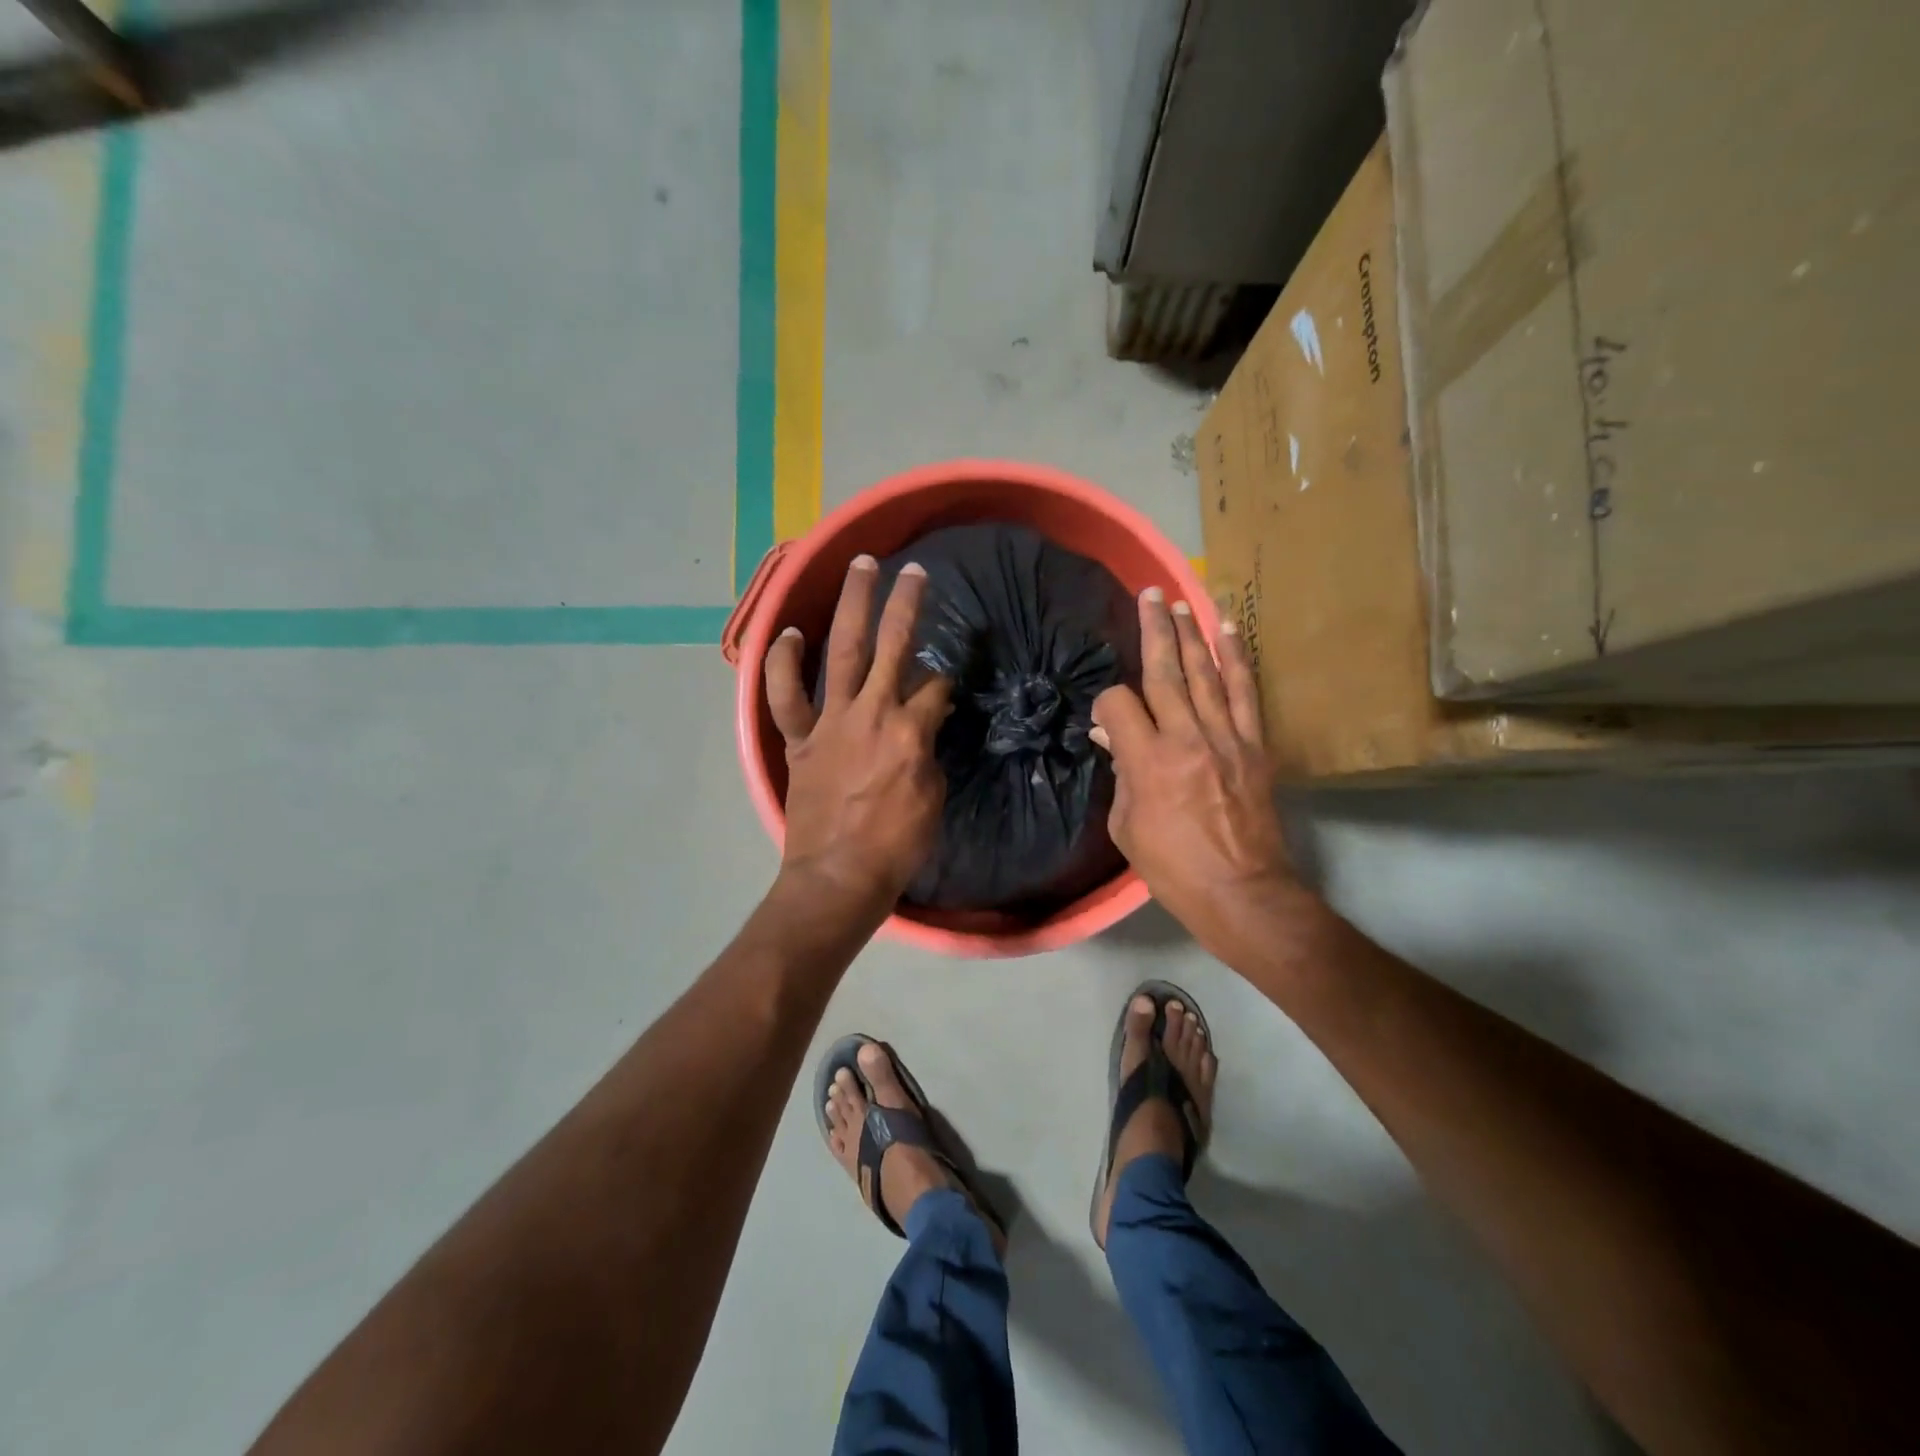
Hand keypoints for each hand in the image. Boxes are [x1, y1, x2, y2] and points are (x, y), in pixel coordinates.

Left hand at [764, 555, 951, 915]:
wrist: (838, 876)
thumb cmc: (896, 845)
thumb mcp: (932, 797)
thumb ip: (929, 752)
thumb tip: (925, 726)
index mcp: (910, 731)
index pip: (935, 686)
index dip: (945, 678)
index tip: (946, 679)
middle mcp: (871, 712)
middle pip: (893, 645)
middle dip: (906, 603)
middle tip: (913, 569)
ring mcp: (830, 721)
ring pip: (842, 652)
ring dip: (852, 607)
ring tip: (860, 568)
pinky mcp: (800, 738)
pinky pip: (785, 695)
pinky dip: (782, 664)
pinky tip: (787, 634)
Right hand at [1092, 588, 1308, 965]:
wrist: (1241, 891)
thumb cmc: (1173, 867)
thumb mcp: (1127, 827)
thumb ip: (1121, 775)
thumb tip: (1113, 738)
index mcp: (1147, 762)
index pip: (1118, 705)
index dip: (1105, 703)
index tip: (1104, 717)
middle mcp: (1185, 739)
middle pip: (1165, 672)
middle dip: (1155, 630)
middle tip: (1150, 595)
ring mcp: (1225, 738)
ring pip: (1205, 674)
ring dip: (1192, 635)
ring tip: (1181, 603)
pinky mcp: (1254, 745)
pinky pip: (1245, 693)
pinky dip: (1237, 660)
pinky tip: (1228, 632)